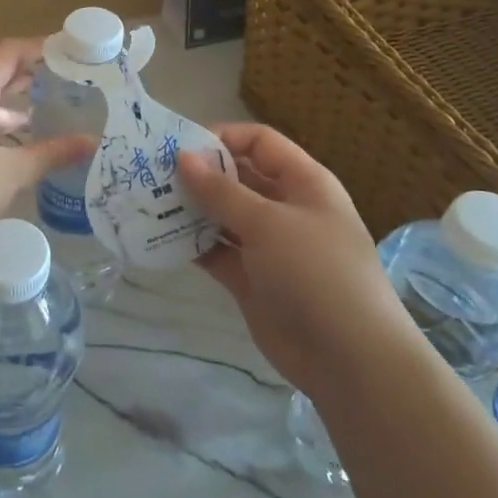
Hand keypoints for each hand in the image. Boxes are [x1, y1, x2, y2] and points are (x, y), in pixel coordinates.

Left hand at [0, 39, 95, 275]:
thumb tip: (91, 143)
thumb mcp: (12, 172)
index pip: (8, 51)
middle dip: (28, 75)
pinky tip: (12, 147)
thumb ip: (52, 153)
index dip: (38, 47)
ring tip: (44, 115)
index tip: (68, 52)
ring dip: (10, 104)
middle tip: (65, 82)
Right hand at [177, 124, 405, 395]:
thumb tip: (182, 156)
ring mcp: (268, 246)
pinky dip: (193, 245)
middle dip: (199, 174)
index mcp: (303, 182)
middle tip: (152, 174)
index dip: (222, 137)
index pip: (259, 143)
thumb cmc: (315, 273)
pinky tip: (160, 239)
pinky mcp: (252, 280)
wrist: (349, 359)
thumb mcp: (268, 223)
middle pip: (238, 178)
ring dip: (191, 210)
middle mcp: (285, 208)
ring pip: (223, 216)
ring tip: (148, 204)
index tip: (178, 145)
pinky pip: (217, 252)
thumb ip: (221, 191)